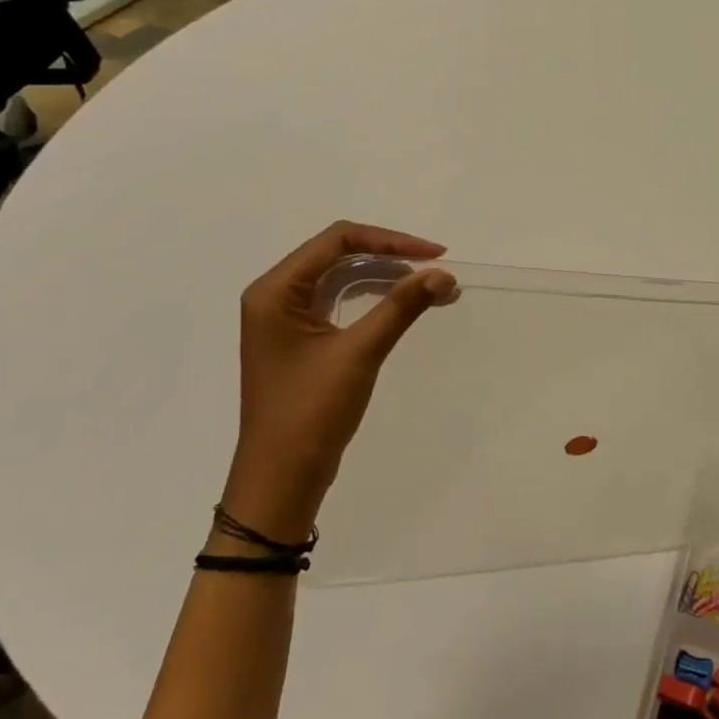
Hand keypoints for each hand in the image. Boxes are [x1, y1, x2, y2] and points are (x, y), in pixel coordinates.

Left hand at [224, 221, 455, 542]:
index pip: (337, 240)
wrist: (281, 478)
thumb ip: (400, 307)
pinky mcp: (301, 339)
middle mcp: (276, 296)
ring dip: (386, 277)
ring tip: (431, 286)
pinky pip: (341, 302)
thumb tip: (443, 273)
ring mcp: (287, 319)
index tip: (434, 255)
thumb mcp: (359, 353)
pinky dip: (374, 298)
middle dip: (391, 257)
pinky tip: (405, 304)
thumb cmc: (310, 412)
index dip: (390, 240)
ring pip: (343, 278)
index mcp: (275, 290)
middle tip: (437, 270)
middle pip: (339, 254)